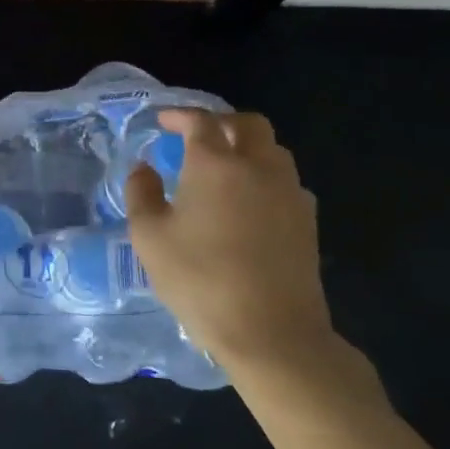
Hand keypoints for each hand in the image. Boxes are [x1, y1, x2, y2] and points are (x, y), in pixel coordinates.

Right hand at [124, 109, 338, 383]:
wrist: (272, 333)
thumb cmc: (201, 280)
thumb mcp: (150, 237)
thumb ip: (141, 194)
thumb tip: (144, 169)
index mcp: (215, 164)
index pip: (200, 121)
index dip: (180, 115)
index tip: (163, 121)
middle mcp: (257, 167)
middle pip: (248, 124)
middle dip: (221, 122)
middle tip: (198, 136)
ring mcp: (289, 193)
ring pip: (273, 150)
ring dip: (248, 147)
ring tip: (224, 167)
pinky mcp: (308, 221)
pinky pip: (286, 181)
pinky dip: (265, 177)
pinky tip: (249, 203)